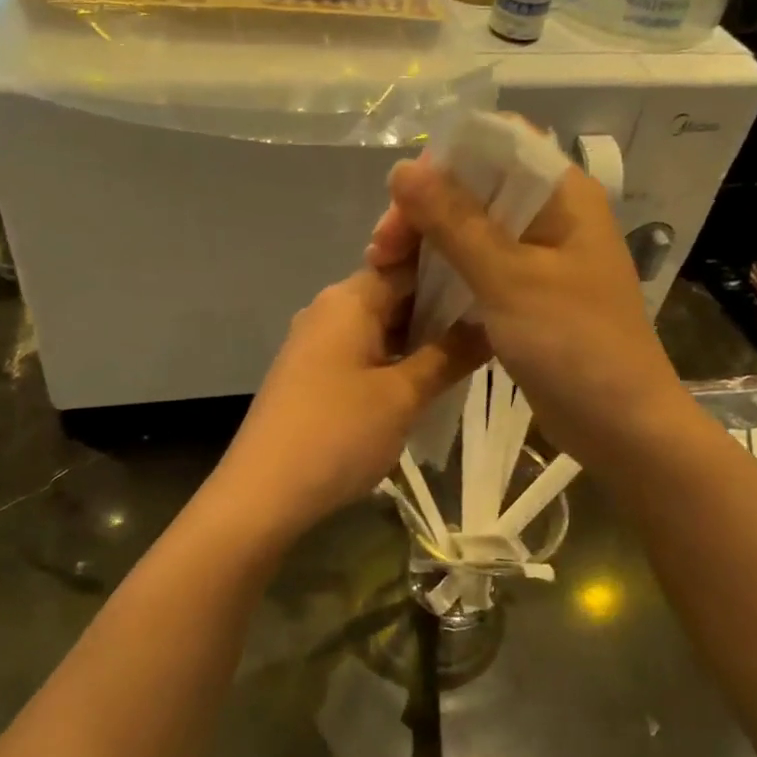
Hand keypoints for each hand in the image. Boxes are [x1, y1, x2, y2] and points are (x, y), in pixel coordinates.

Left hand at [215, 263, 483, 541]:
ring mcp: (315, 343)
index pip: (409, 263)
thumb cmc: (338, 433)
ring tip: (469, 357)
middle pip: (394, 294)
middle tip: (492, 328)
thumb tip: (490, 320)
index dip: (453, 271)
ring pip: (380, 328)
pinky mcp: (310, 375)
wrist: (263, 493)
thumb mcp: (403, 395)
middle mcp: (328, 309)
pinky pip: (362, 354)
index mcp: (349, 298)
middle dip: (441, 310)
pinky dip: (394, 362)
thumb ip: (449, 354)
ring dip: (420, 340)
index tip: (493, 285)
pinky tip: (424, 383)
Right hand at [367, 156, 685, 474]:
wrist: (620, 424)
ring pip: (471, 228)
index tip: (400, 197)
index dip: (444, 160)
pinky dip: (445, 270)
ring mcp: (540, 255)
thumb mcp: (509, 278)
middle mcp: (552, 215)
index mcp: (563, 194)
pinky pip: (478, 265)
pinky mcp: (527, 292)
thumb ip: (455, 221)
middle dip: (425, 208)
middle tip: (383, 248)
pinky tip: (412, 287)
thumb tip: (404, 168)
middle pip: (477, 187)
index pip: (497, 143)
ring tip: (385, 267)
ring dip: (428, 241)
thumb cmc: (573, 344)